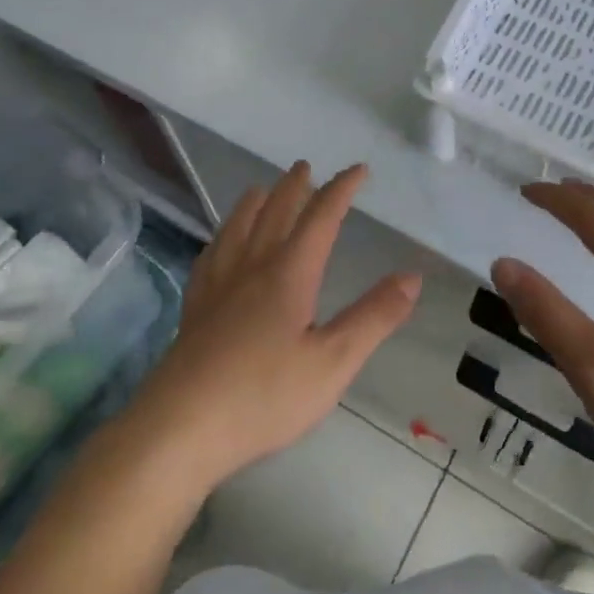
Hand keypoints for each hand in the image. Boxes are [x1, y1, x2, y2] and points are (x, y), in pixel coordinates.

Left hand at [127, 161, 419, 492]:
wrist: (182, 426)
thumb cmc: (264, 396)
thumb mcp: (333, 362)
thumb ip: (374, 317)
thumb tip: (412, 277)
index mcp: (289, 273)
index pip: (320, 217)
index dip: (341, 190)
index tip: (358, 170)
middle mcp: (252, 266)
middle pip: (274, 213)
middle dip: (294, 187)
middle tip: (305, 167)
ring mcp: (217, 285)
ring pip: (237, 227)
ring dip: (254, 203)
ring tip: (260, 189)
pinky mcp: (195, 308)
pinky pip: (210, 256)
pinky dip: (222, 237)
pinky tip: (218, 245)